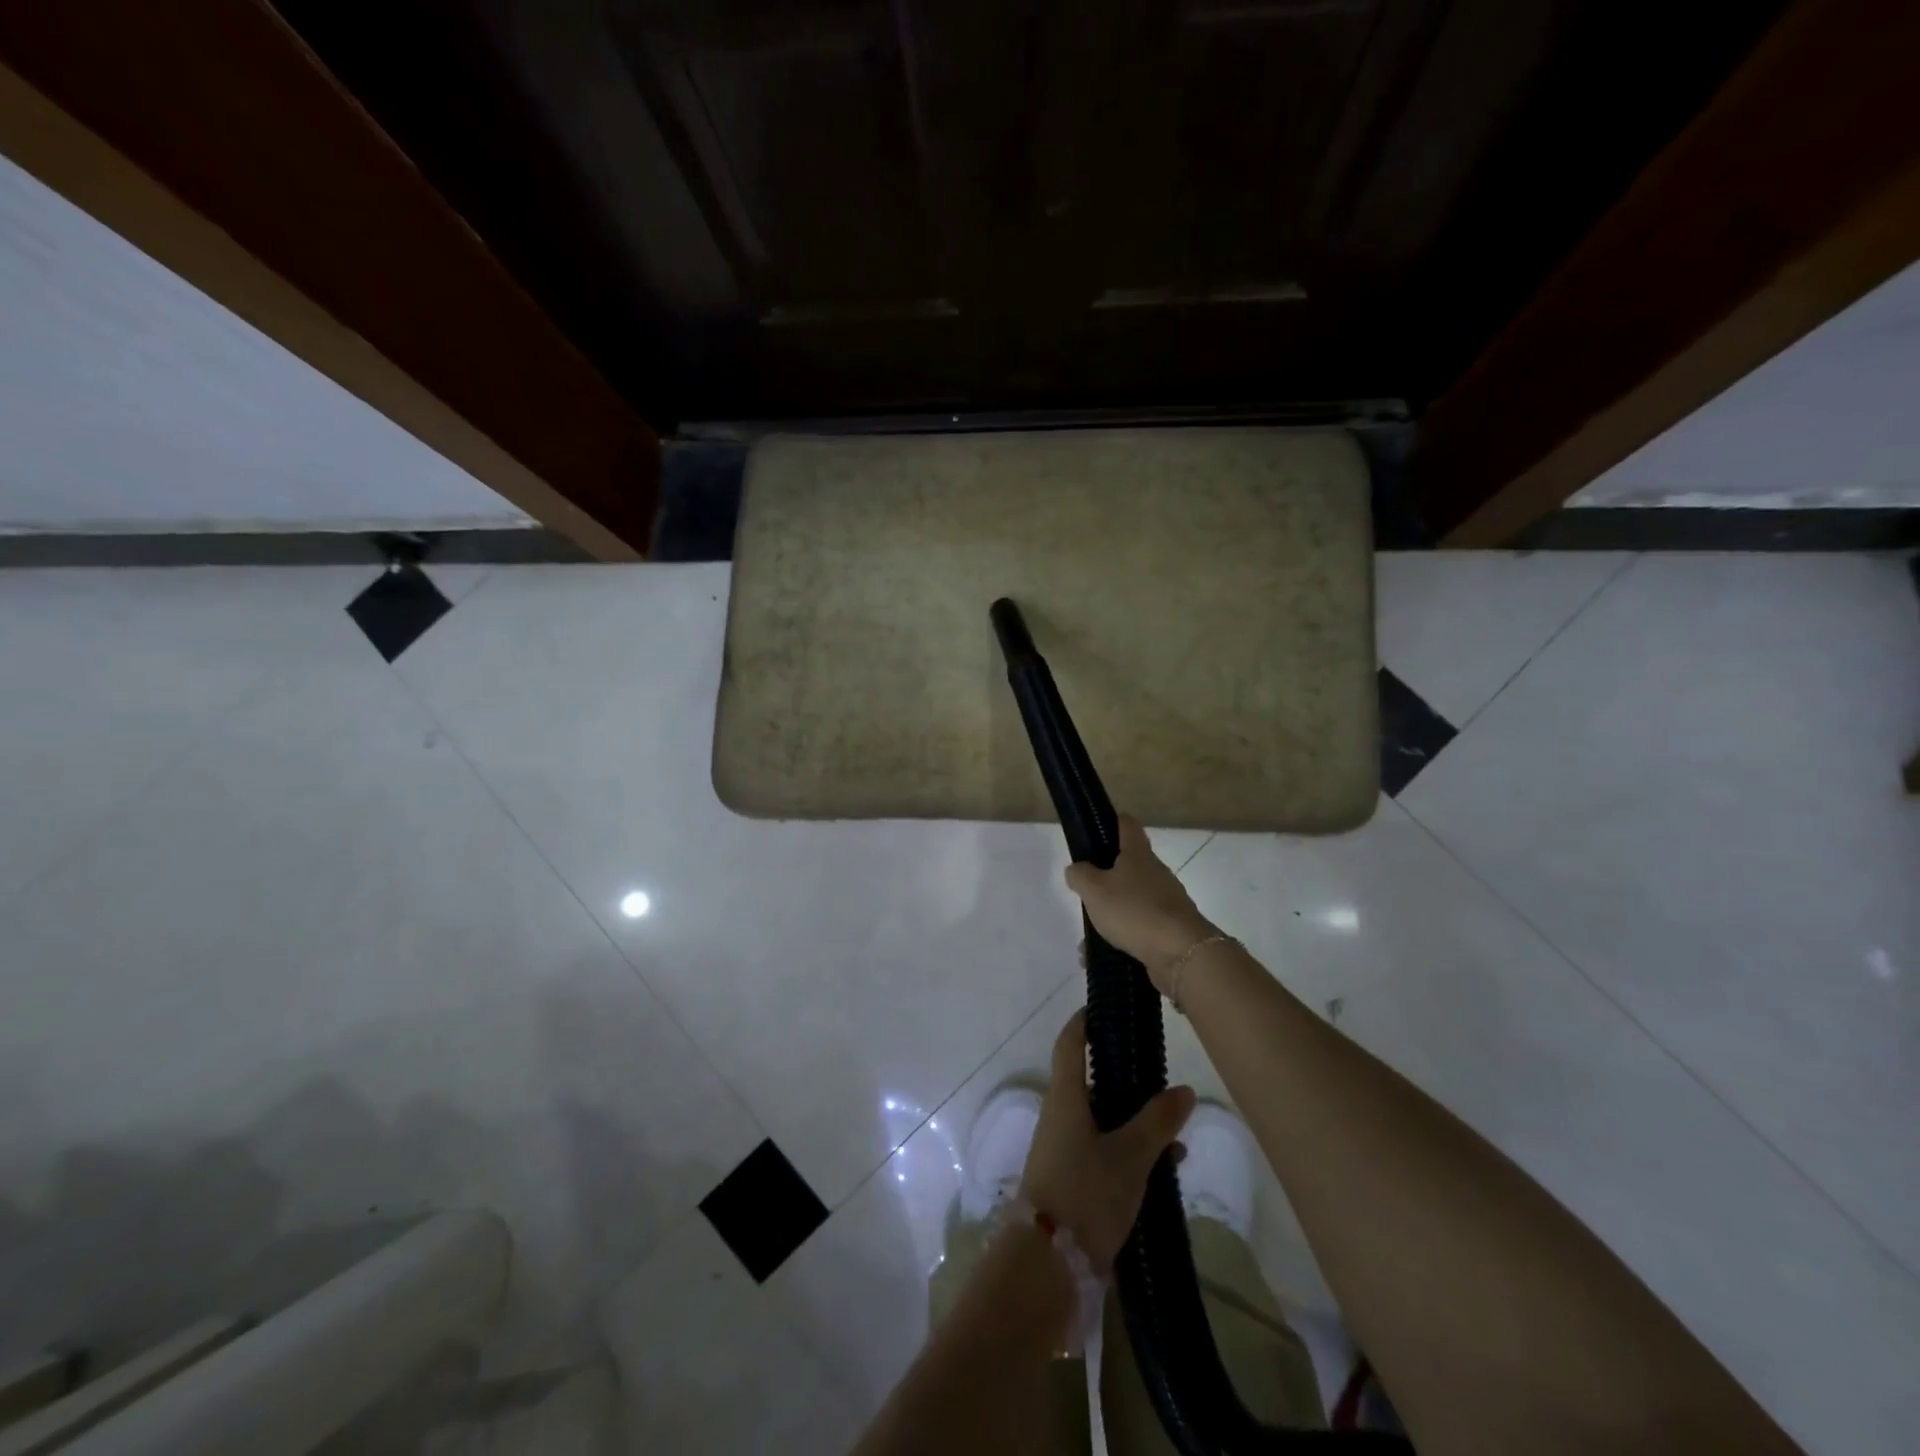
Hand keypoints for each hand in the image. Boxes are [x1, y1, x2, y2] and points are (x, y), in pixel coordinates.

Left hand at [1018, 1009, 1195, 1271]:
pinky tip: (1165, 1170)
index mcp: (1065, 1098)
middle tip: (1159, 1076)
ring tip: (1176, 1136)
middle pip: (1091, 1084)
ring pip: (1102, 1121)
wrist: (1047, 1265)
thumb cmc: (1085, 1193)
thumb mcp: (1130, 1155)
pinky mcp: (1071, 1181)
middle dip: (1125, 1080)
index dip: (1083, 1022)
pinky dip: (1131, 1152)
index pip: (1069, 1044)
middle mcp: (1060, 1117)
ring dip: (1135, 1123)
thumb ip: (1157, 1121)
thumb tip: (1183, 1089)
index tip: (1104, 1008)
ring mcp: (1063, 1150)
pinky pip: (1104, 1152)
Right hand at [1064, 815, 1218, 993]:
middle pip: (1129, 864)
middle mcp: (1155, 872)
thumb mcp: (1094, 890)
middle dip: (1106, 877)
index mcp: (1138, 854)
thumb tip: (1077, 869)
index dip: (1112, 822)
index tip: (1095, 831)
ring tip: (1089, 934)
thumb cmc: (1134, 910)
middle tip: (1086, 891)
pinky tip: (1104, 954)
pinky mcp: (1170, 927)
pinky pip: (1140, 926)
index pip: (1127, 824)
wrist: (1181, 953)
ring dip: (1112, 912)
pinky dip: (1123, 936)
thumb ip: (1080, 875)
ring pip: (1132, 899)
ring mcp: (1166, 900)